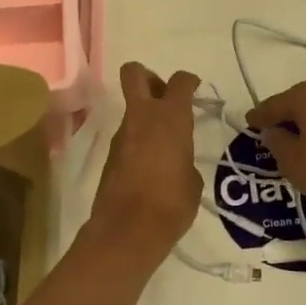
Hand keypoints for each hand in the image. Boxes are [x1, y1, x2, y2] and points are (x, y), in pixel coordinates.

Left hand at [86, 62, 204, 257]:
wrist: (127, 230)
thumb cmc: (171, 203)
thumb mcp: (193, 181)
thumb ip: (185, 160)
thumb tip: (177, 161)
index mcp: (170, 118)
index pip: (180, 82)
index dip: (188, 80)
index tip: (195, 87)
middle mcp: (142, 117)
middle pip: (135, 74)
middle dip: (149, 77)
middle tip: (164, 97)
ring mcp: (122, 135)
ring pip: (132, 109)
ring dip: (145, 117)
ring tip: (164, 145)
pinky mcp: (110, 155)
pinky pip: (128, 136)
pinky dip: (138, 142)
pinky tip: (151, 166)